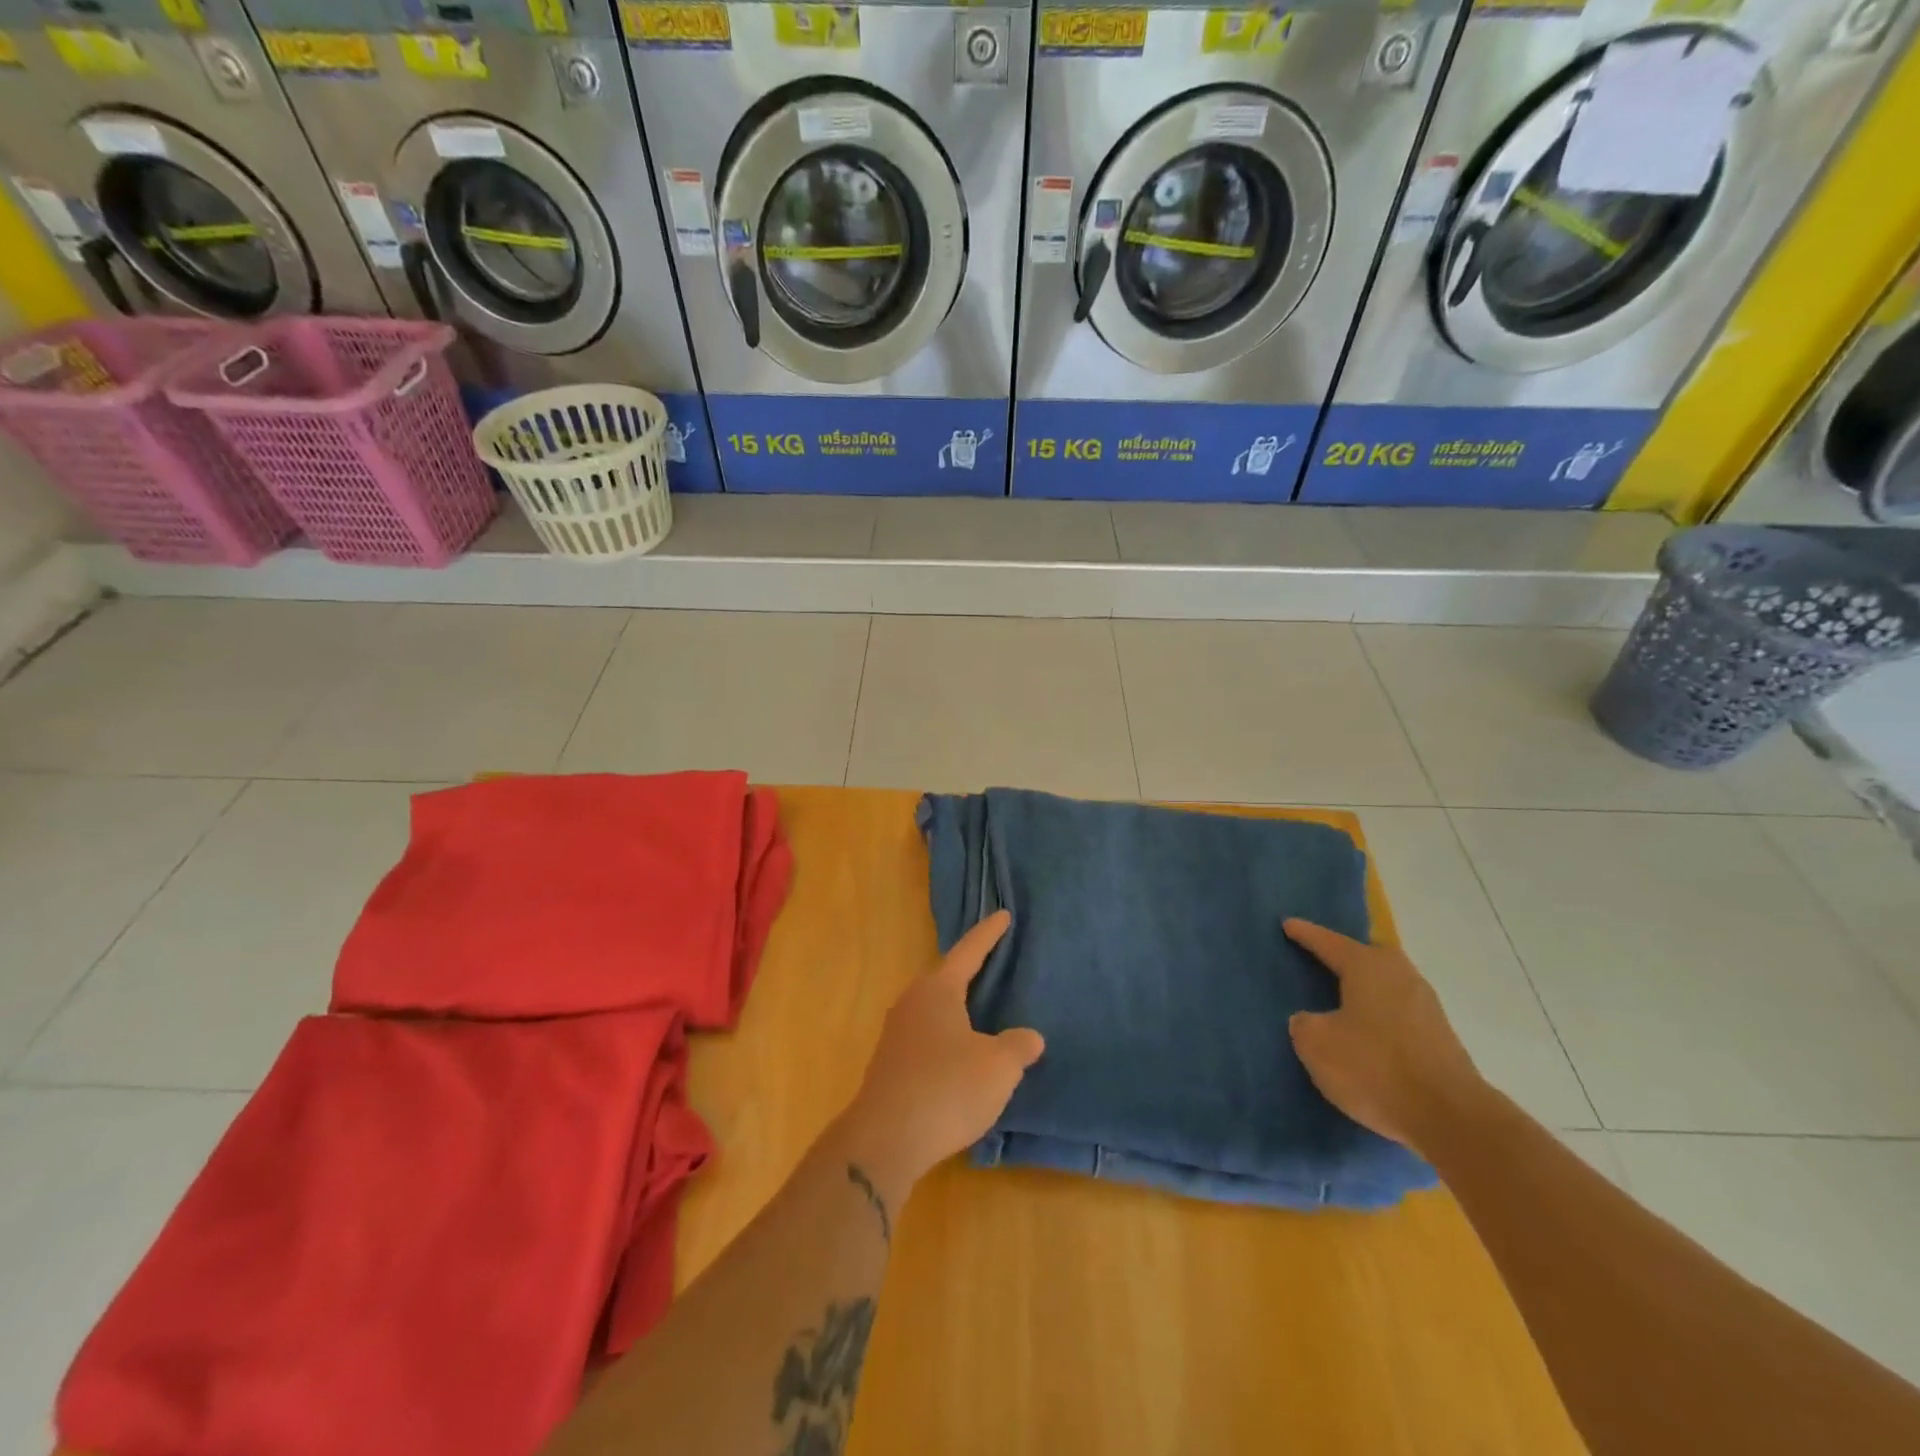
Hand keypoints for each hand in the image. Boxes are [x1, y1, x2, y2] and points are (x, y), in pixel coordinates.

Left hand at [838, 910, 1044, 1200]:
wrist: (885, 1139)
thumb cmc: (947, 1088)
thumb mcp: (998, 1067)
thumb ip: (1018, 1046)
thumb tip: (1029, 1037)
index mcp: (938, 990)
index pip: (969, 951)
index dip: (989, 934)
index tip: (1003, 915)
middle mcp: (912, 1002)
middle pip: (946, 977)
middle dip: (969, 970)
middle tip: (993, 961)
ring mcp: (896, 1033)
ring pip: (934, 1009)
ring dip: (957, 1008)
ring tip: (980, 1010)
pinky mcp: (890, 1064)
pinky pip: (926, 1037)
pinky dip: (947, 1037)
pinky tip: (960, 1056)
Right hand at [1284, 919, 1483, 1155]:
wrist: (1450, 1118)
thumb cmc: (1374, 1067)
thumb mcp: (1317, 1044)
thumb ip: (1305, 1024)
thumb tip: (1311, 1020)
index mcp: (1367, 967)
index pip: (1328, 942)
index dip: (1305, 934)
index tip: (1288, 924)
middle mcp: (1400, 975)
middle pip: (1369, 956)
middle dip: (1347, 955)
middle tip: (1323, 958)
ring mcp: (1426, 1006)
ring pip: (1388, 984)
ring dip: (1367, 987)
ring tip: (1343, 996)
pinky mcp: (1441, 1037)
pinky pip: (1399, 1011)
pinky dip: (1381, 1014)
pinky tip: (1368, 1031)